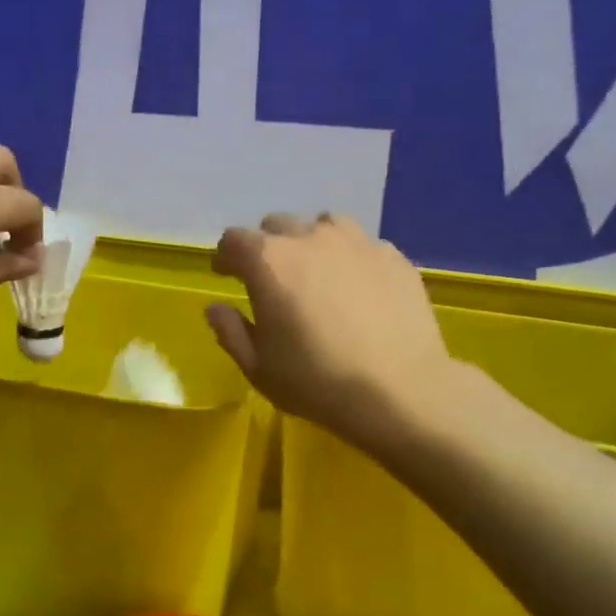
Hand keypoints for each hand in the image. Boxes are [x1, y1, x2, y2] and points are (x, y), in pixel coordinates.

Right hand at [206, 214, 457, 449]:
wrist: (399, 391)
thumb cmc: (317, 381)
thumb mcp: (258, 368)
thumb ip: (230, 332)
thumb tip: (216, 308)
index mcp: (269, 261)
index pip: (234, 240)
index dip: (226, 257)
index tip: (226, 275)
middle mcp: (310, 238)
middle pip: (278, 225)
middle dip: (267, 247)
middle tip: (272, 280)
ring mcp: (357, 242)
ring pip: (324, 225)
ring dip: (311, 242)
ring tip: (317, 273)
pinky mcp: (393, 256)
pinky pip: (362, 245)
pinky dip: (350, 258)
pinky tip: (357, 289)